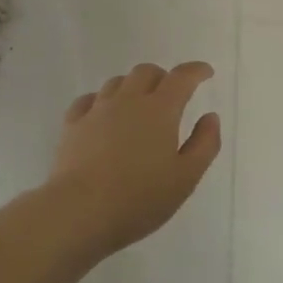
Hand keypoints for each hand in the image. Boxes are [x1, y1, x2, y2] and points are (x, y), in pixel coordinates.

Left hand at [47, 61, 222, 256]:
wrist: (79, 212)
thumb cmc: (140, 198)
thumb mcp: (186, 178)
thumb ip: (204, 144)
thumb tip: (210, 116)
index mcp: (160, 110)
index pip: (181, 77)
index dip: (196, 71)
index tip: (206, 72)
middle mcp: (128, 100)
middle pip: (146, 72)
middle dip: (163, 77)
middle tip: (171, 94)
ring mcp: (97, 110)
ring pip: (117, 83)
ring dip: (132, 87)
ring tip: (139, 106)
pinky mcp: (73, 125)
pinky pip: (89, 100)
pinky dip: (102, 101)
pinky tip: (103, 114)